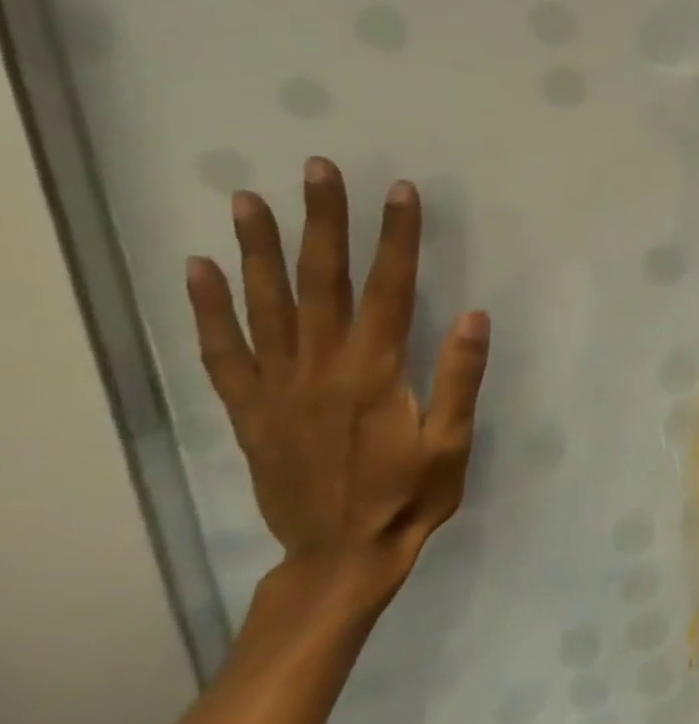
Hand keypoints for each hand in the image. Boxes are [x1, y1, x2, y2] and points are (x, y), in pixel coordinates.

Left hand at [185, 157, 489, 603]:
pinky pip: (222, 351)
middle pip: (319, 283)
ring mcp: (276, 387)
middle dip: (321, 222)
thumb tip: (472, 315)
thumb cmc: (411, 495)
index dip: (396, 238)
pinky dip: (208, 308)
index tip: (400, 191)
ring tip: (246, 200)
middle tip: (314, 170)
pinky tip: (200, 271)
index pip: (388, 289)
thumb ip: (458, 378)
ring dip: (258, 249)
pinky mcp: (249, 408)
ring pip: (264, 305)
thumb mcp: (451, 443)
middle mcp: (319, 368)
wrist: (341, 553)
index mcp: (375, 373)